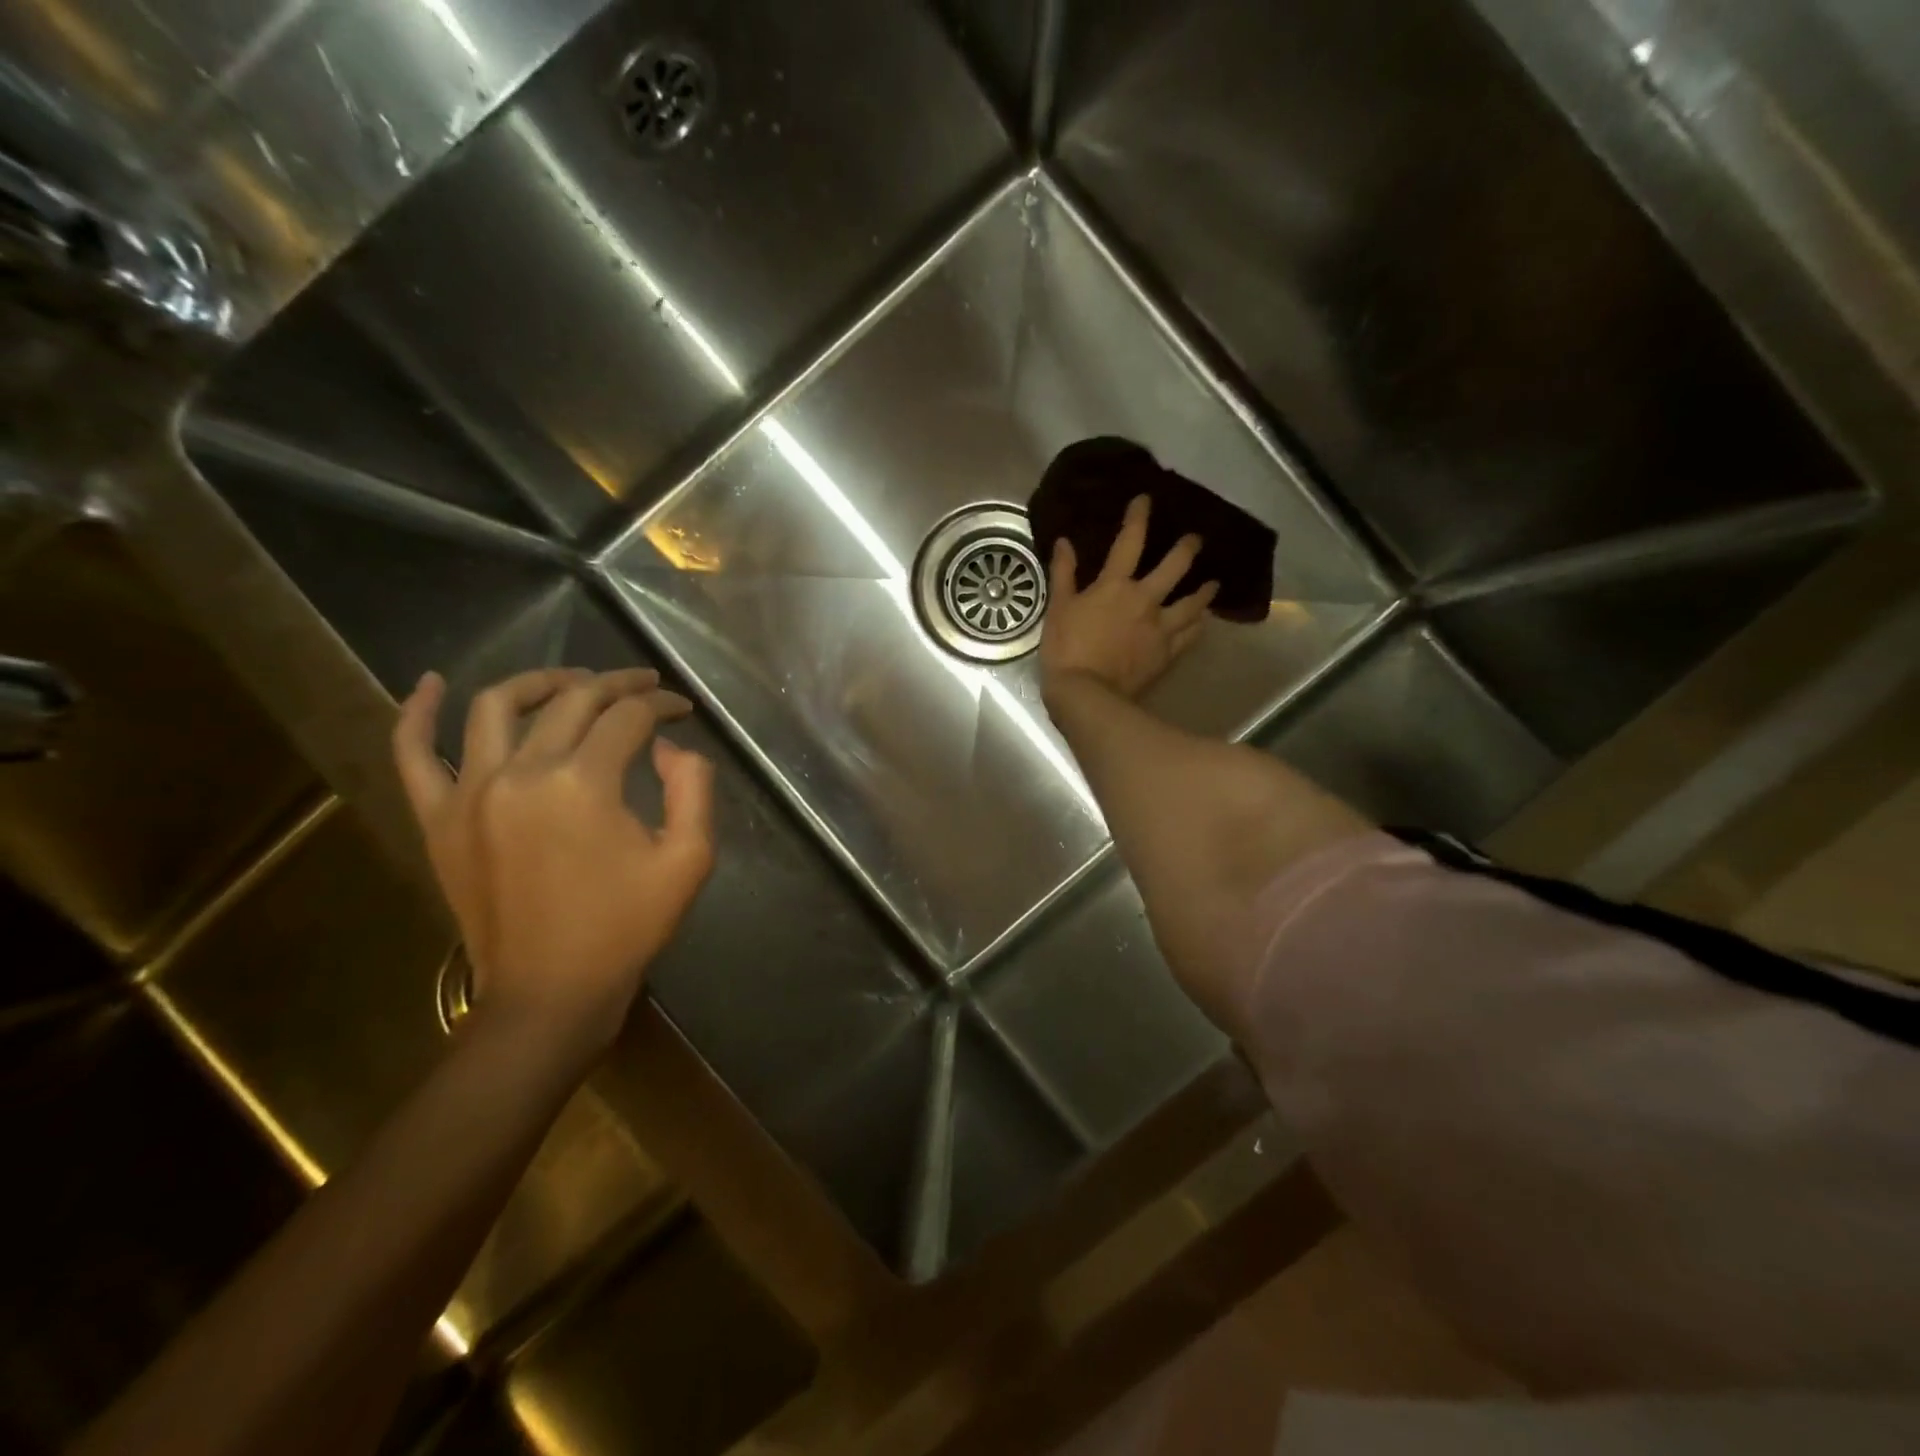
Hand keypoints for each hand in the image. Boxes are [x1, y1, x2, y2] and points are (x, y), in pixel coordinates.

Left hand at [392, 667, 715, 1064]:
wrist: (550, 993)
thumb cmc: (626, 928)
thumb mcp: (689, 860)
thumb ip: (693, 788)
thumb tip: (667, 747)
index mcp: (583, 784)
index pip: (628, 717)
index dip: (662, 705)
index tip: (683, 710)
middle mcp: (521, 773)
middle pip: (572, 701)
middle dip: (616, 684)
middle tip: (644, 686)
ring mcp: (469, 793)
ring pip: (497, 706)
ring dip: (541, 681)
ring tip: (573, 680)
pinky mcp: (438, 819)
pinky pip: (413, 754)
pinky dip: (418, 713)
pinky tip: (431, 682)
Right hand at [1040, 495, 1218, 702]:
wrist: (1086, 694)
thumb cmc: (1066, 649)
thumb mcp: (1058, 608)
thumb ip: (1064, 573)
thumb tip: (1065, 542)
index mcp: (1115, 586)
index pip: (1130, 542)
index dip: (1138, 518)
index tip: (1146, 500)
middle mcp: (1145, 600)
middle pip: (1175, 567)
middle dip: (1187, 549)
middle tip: (1196, 539)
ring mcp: (1160, 628)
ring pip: (1192, 603)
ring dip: (1204, 591)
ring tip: (1213, 584)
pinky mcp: (1167, 654)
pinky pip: (1190, 636)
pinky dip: (1198, 627)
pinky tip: (1203, 623)